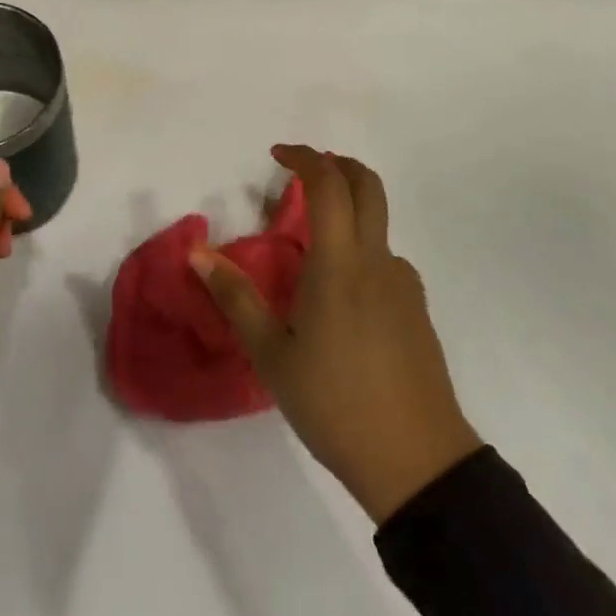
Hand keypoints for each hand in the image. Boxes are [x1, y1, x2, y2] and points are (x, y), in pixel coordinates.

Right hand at [191, 144, 482, 523]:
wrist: (417, 462)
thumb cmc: (334, 403)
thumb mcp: (272, 354)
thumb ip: (235, 297)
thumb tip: (197, 253)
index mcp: (340, 264)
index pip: (328, 185)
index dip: (305, 157)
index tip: (277, 154)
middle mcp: (378, 261)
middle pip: (368, 186)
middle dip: (337, 163)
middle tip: (304, 169)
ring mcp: (404, 285)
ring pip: (377, 227)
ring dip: (347, 214)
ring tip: (308, 255)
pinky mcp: (417, 310)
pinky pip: (385, 262)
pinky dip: (359, 254)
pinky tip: (338, 301)